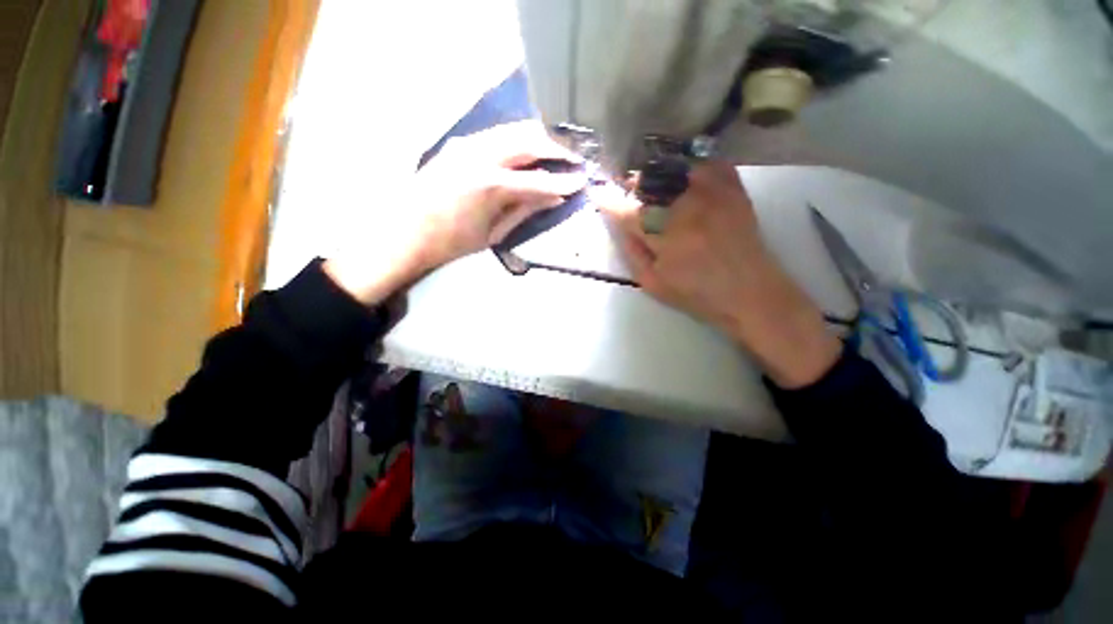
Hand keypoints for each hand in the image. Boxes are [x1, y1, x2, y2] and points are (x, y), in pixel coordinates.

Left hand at [325, 121, 586, 304]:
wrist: (406, 233)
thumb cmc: (452, 243)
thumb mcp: (494, 232)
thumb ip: (525, 210)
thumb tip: (554, 198)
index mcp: (491, 185)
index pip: (539, 180)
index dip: (563, 181)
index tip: (581, 181)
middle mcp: (480, 155)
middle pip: (528, 140)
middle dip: (555, 148)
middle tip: (572, 158)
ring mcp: (466, 144)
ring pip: (512, 130)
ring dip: (536, 139)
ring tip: (554, 152)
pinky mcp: (458, 143)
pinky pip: (496, 135)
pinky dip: (516, 140)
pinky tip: (525, 152)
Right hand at [596, 162, 841, 387]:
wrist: (750, 293)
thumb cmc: (697, 294)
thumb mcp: (653, 284)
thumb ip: (633, 254)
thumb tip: (622, 227)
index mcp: (664, 237)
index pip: (627, 212)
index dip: (608, 201)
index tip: (598, 193)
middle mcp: (687, 209)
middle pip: (650, 184)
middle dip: (633, 186)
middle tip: (629, 191)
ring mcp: (714, 195)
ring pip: (676, 169)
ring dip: (659, 175)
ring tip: (655, 186)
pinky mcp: (735, 191)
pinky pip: (711, 164)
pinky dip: (694, 166)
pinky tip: (687, 177)